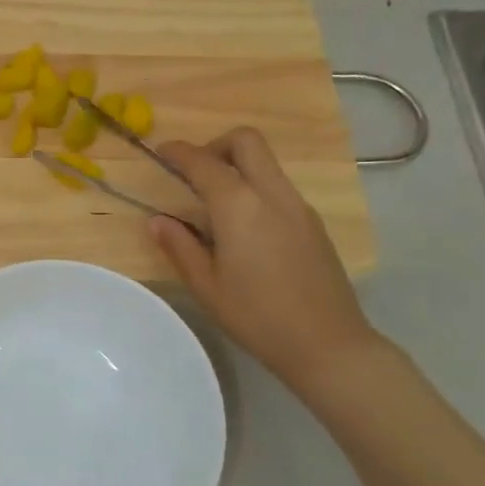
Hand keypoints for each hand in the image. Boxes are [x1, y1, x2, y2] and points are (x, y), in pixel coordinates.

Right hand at [150, 129, 381, 396]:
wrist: (327, 344)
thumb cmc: (257, 317)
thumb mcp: (206, 286)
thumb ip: (179, 246)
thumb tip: (157, 220)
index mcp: (239, 206)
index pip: (204, 162)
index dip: (179, 152)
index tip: (161, 152)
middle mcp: (272, 194)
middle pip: (246, 141)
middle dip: (216, 145)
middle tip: (195, 172)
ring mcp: (298, 206)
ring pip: (266, 162)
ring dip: (237, 166)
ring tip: (215, 204)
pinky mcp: (313, 222)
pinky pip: (279, 187)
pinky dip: (255, 188)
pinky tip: (244, 228)